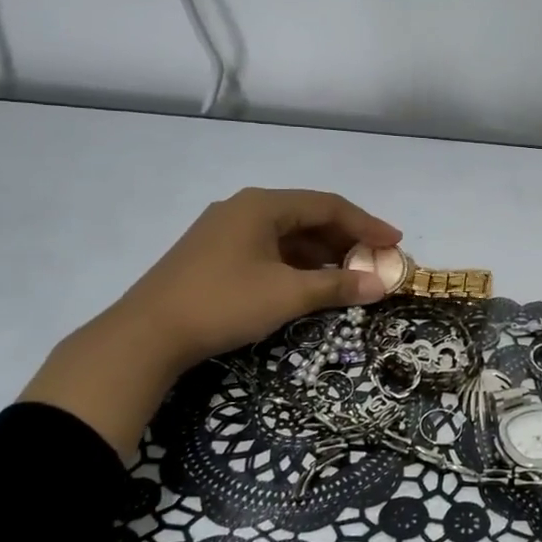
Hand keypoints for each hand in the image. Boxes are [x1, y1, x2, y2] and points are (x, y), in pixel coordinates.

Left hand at [113, 187, 400, 366]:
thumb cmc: (223, 303)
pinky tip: (309, 283)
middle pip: (308, 216)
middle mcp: (245, 209)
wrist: (145, 336)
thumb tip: (381, 285)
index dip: (367, 224)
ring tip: (350, 275)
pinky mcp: (214, 254)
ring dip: (322, 253)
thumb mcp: (287, 295)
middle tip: (376, 261)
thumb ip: (337, 285)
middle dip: (346, 239)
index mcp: (263, 206)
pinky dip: (296, 263)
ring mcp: (225, 231)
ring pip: (288, 235)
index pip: (329, 206)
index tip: (396, 243)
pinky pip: (269, 249)